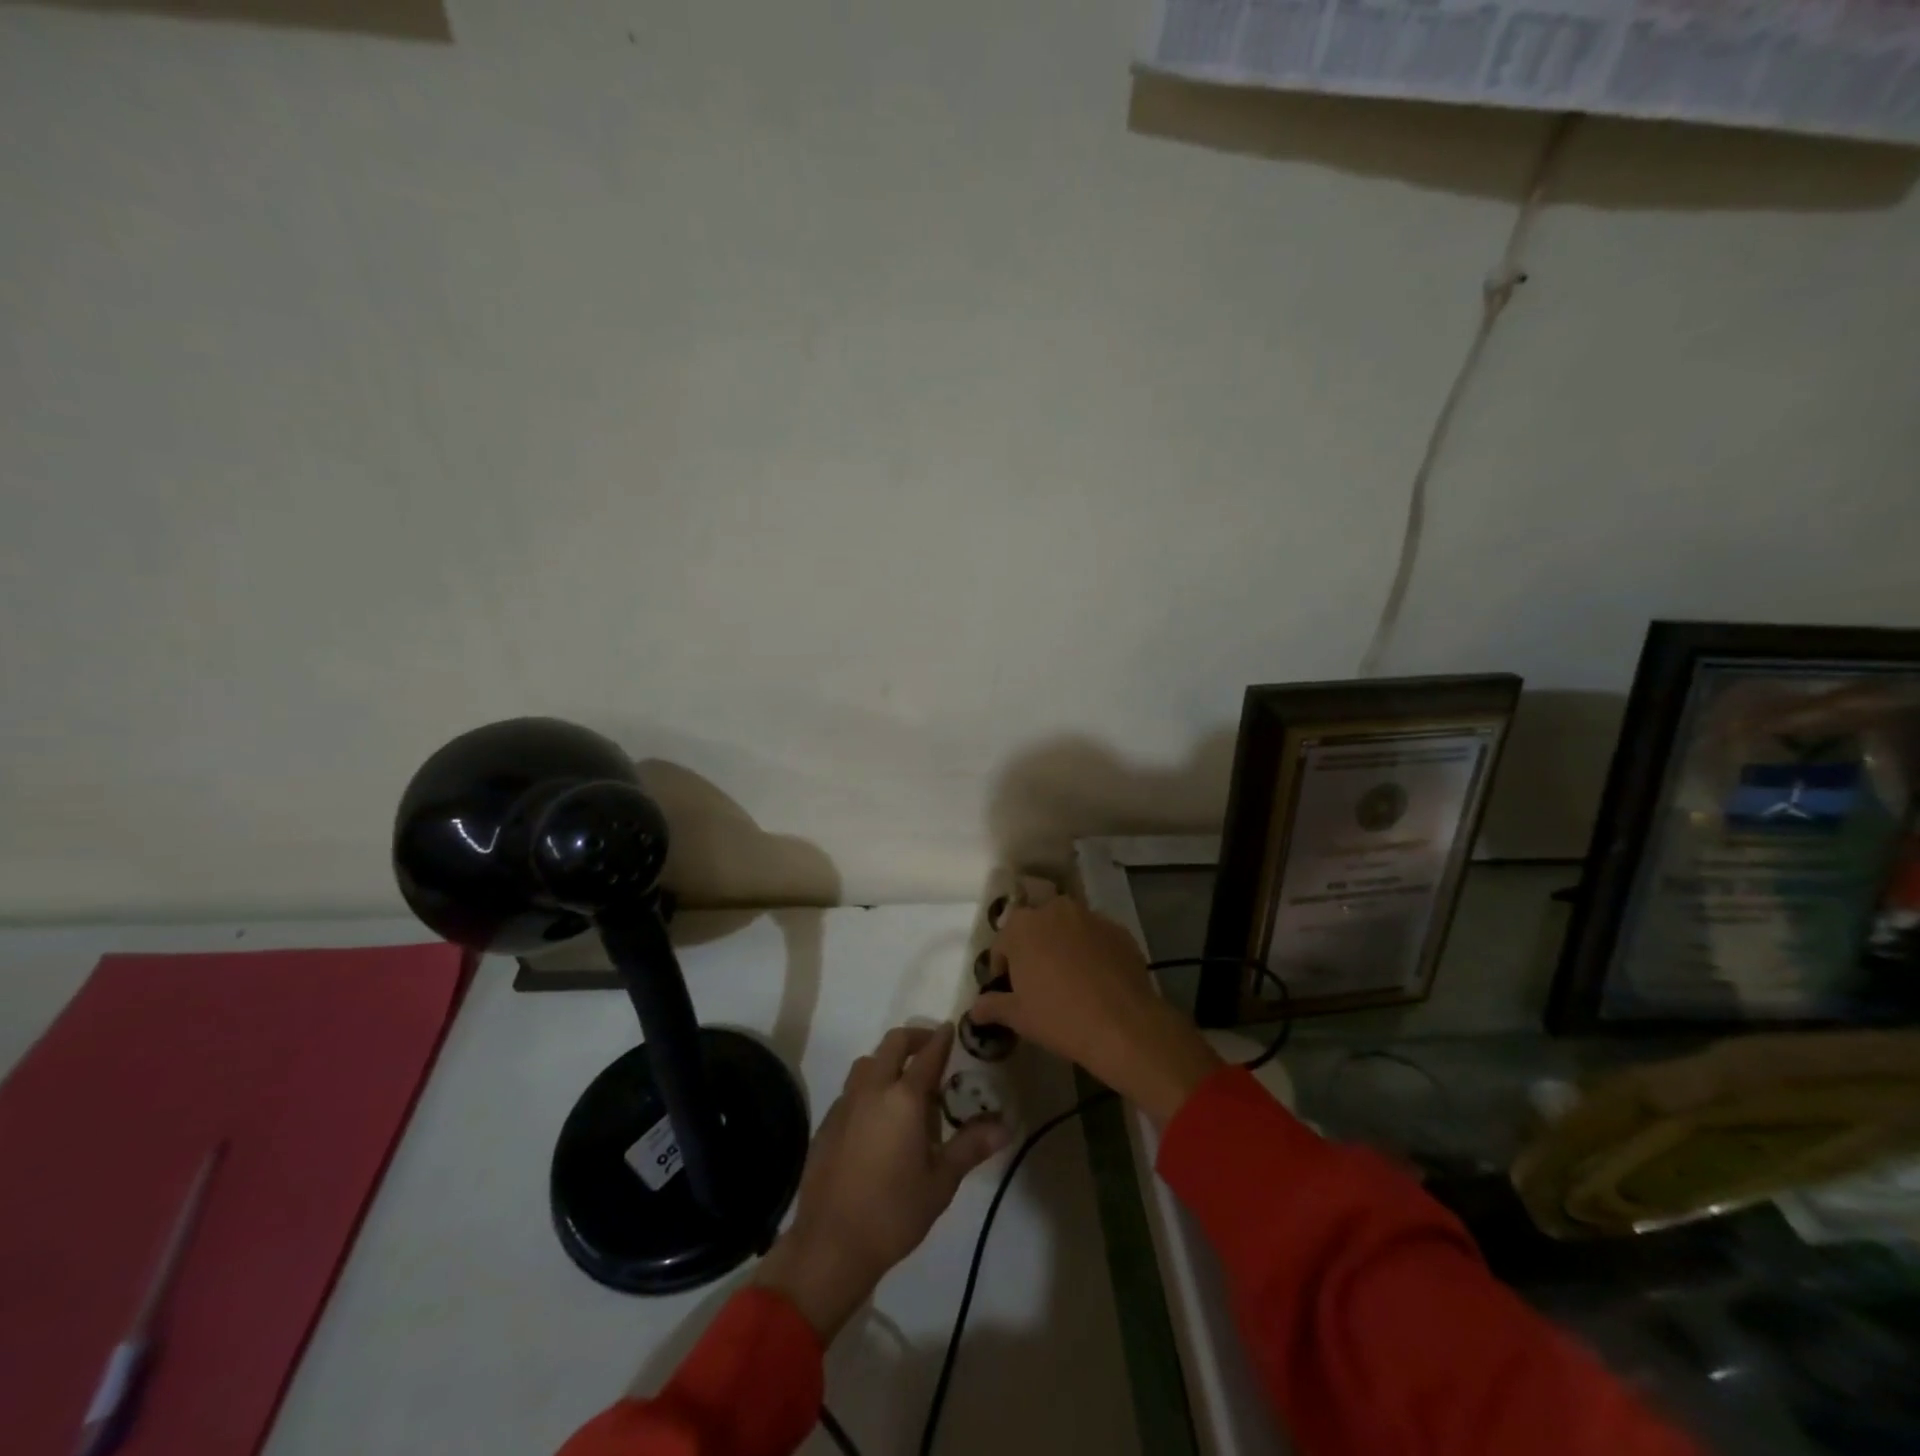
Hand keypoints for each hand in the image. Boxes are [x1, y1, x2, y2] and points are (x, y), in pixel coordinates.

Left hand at [754, 1024, 1006, 1340]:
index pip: (928, 1055)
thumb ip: (971, 1146)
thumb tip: (1005, 1125)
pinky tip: (878, 1117)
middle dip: (914, 1039)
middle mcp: (872, 1089)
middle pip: (893, 1044)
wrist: (830, 1244)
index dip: (941, 1039)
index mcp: (904, 1098)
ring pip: (868, 1062)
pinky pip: (852, 1088)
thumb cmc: (894, 1212)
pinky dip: (870, 1086)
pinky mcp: (828, 1122)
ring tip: (906, 1086)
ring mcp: (846, 1104)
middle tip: (931, 1049)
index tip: (951, 1028)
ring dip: (888, 1061)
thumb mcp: (941, 1181)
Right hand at [971, 898, 1220, 1125]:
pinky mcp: (1119, 930)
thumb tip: (973, 1009)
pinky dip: (1092, 951)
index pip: (1003, 942)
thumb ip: (991, 1006)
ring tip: (1069, 979)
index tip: (1009, 989)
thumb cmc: (1058, 1017)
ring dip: (1063, 946)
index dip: (1002, 967)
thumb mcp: (1018, 1016)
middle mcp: (1055, 909)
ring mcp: (1090, 916)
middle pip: (1036, 927)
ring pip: (1068, 928)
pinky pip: (1096, 938)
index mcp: (1022, 925)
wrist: (1122, 1024)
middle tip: (1038, 982)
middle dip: (1034, 948)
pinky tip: (1097, 980)